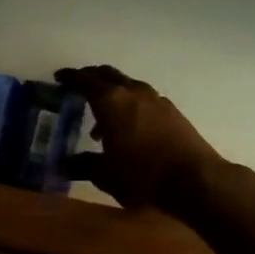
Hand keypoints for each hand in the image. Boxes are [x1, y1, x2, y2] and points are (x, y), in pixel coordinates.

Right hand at [54, 65, 223, 213]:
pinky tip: (130, 127)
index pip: (84, 80)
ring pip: (128, 85)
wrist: (194, 179)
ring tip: (102, 119)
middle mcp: (132, 91)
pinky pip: (144, 98)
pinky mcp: (172, 110)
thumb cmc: (142, 175)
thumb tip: (66, 163)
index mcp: (110, 101)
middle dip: (91, 77)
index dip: (70, 77)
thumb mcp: (106, 175)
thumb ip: (84, 165)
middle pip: (108, 74)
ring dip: (113, 94)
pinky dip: (131, 105)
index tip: (59, 77)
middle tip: (79, 87)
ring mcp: (155, 99)